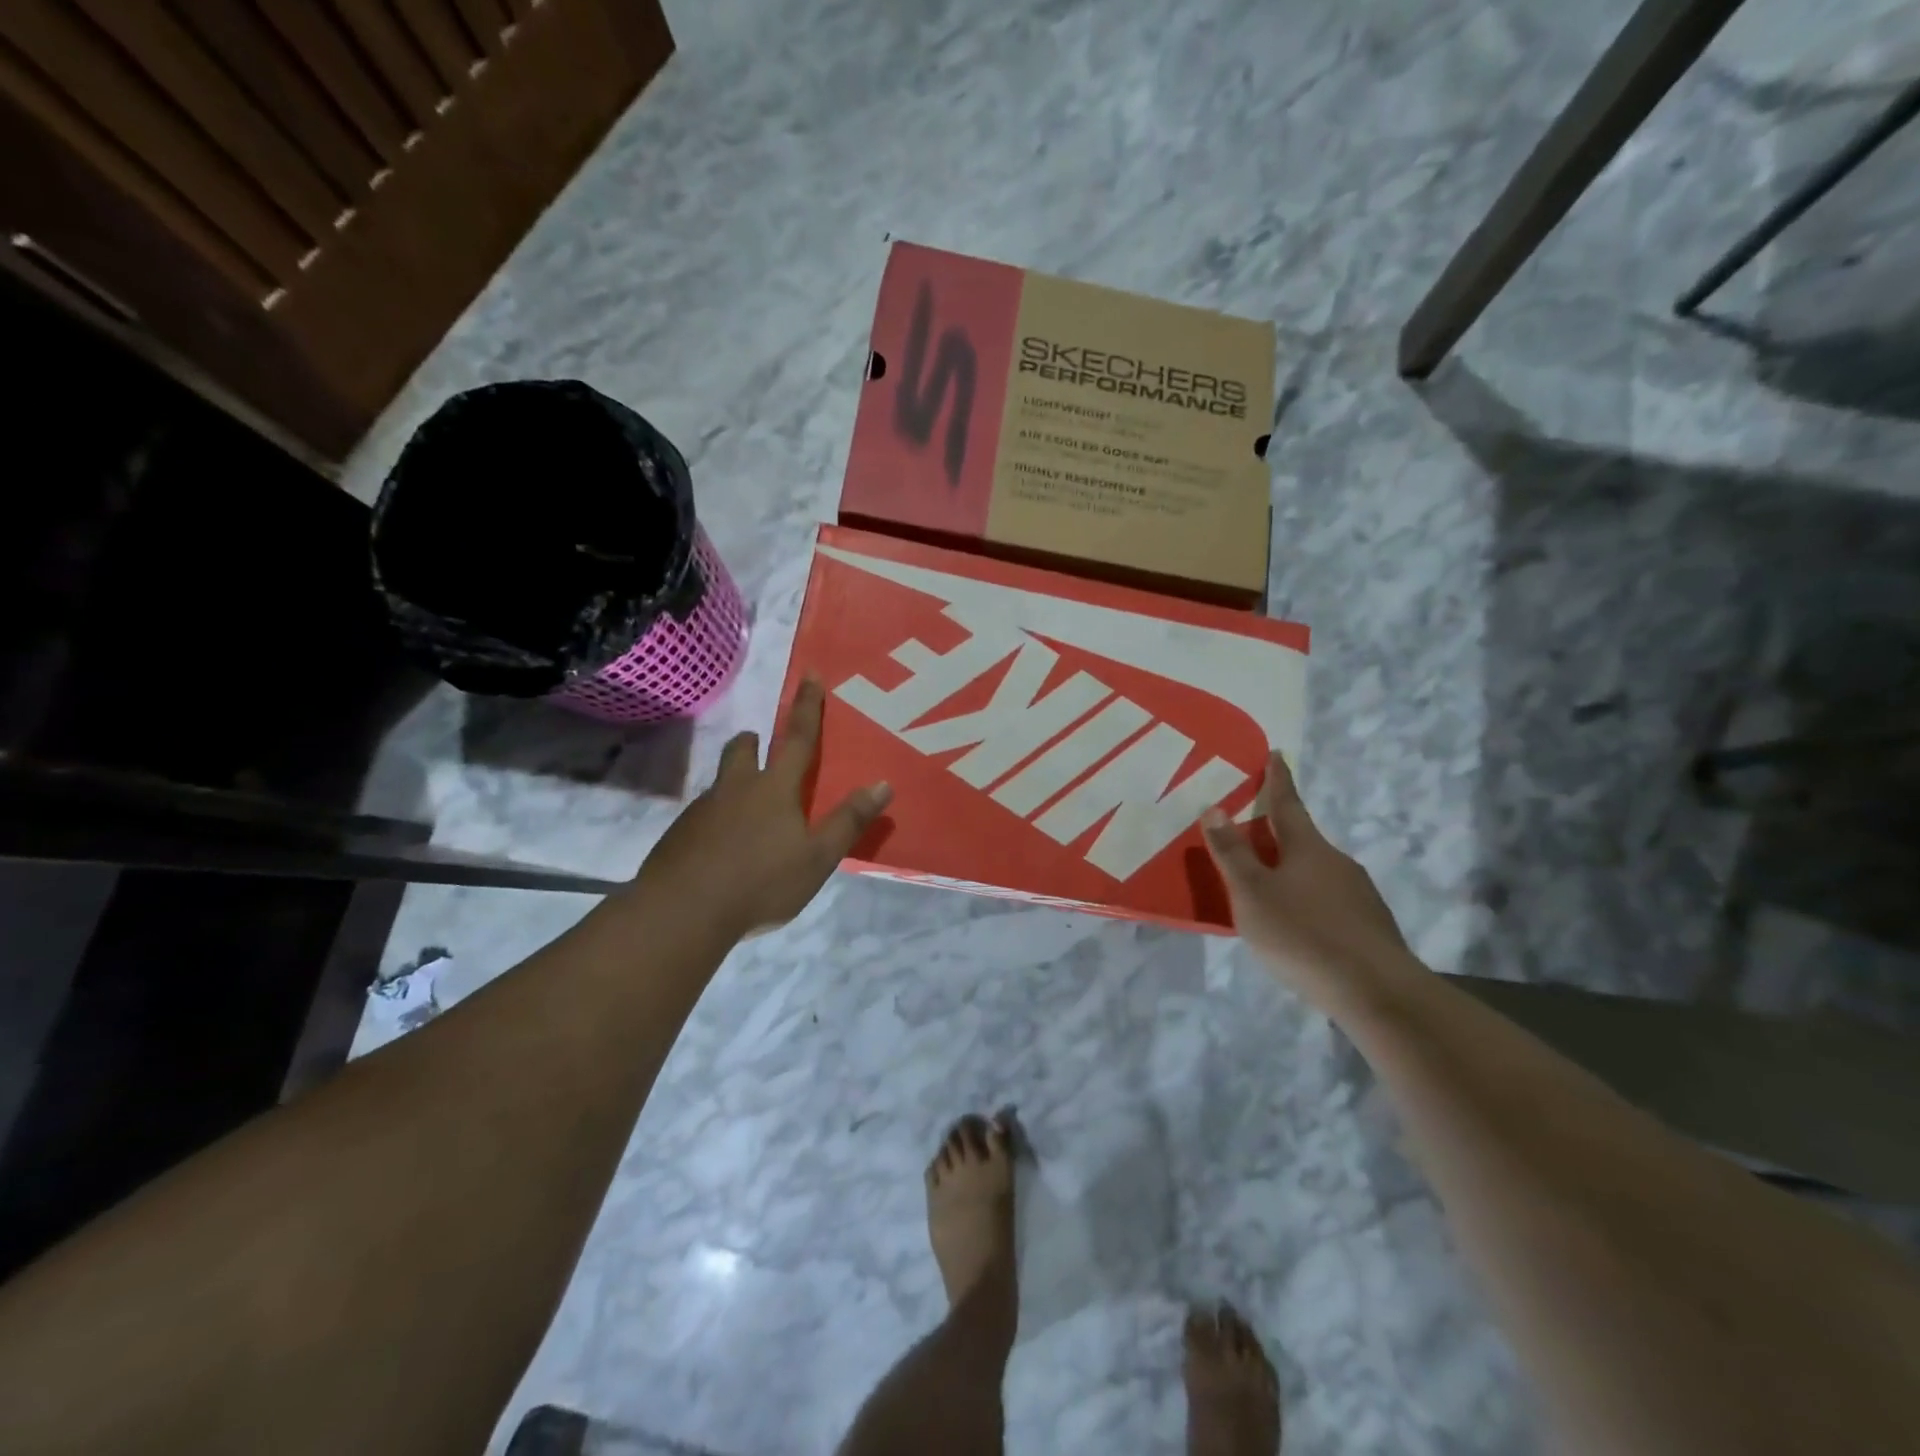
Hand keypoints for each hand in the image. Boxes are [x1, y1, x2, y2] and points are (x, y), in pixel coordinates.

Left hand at [637, 677, 891, 937]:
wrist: (682, 912)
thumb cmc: (760, 882)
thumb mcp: (817, 858)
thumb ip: (848, 821)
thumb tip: (882, 784)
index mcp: (774, 788)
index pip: (797, 738)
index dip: (807, 706)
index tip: (809, 675)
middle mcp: (736, 789)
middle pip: (742, 751)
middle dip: (754, 741)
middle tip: (760, 746)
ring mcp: (703, 810)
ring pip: (721, 783)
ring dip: (735, 783)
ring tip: (747, 811)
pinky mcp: (680, 835)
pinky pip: (703, 815)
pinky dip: (717, 820)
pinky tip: (723, 850)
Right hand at [1201, 753, 1417, 1010]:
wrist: (1377, 991)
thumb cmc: (1303, 934)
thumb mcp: (1252, 894)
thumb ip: (1232, 853)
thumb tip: (1215, 808)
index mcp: (1307, 847)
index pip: (1287, 803)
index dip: (1278, 779)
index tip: (1276, 753)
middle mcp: (1337, 861)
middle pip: (1302, 840)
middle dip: (1278, 835)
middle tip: (1252, 837)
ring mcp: (1359, 894)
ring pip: (1316, 873)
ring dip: (1292, 874)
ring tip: (1268, 893)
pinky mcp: (1369, 925)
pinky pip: (1329, 902)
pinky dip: (1308, 903)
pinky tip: (1298, 928)